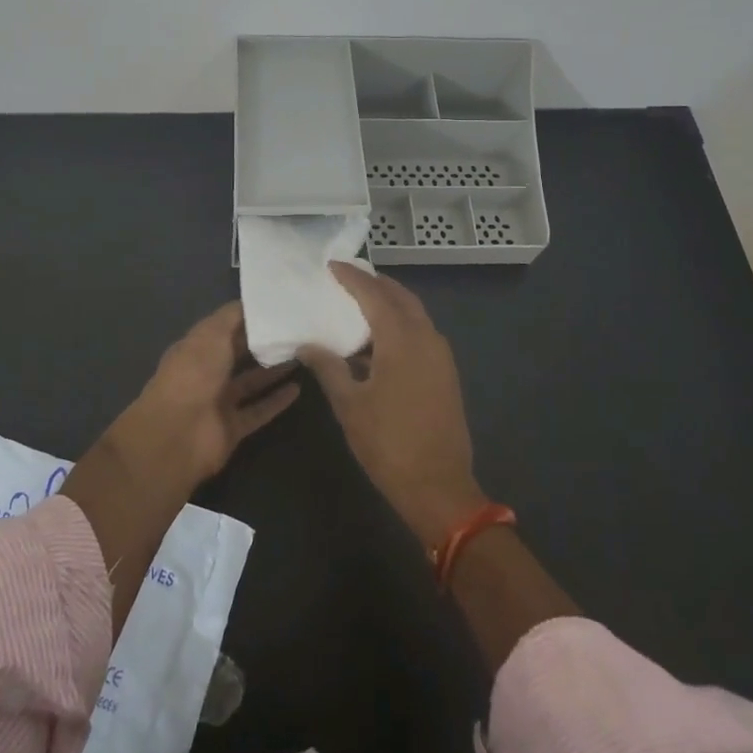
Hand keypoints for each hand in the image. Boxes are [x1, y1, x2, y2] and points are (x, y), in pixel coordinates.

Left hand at [112, 302, 300, 489]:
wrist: (177, 435)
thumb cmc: (192, 374)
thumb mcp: (211, 334)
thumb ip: (232, 317)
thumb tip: (252, 301)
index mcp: (196, 347)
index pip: (225, 328)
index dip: (248, 317)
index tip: (278, 308)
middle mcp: (207, 372)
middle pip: (239, 354)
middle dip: (263, 343)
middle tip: (297, 330)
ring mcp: (219, 401)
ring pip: (251, 382)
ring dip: (273, 370)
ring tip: (303, 355)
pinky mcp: (232, 427)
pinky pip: (258, 410)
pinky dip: (276, 401)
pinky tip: (297, 389)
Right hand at [299, 264, 488, 547]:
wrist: (439, 487)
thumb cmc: (388, 443)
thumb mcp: (350, 405)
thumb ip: (328, 367)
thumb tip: (306, 344)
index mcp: (402, 339)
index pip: (374, 295)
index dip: (353, 278)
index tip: (333, 265)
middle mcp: (426, 338)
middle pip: (401, 297)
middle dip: (375, 284)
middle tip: (348, 278)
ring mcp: (441, 356)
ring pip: (414, 315)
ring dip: (389, 304)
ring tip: (359, 304)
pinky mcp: (445, 373)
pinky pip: (420, 334)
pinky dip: (399, 325)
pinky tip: (377, 341)